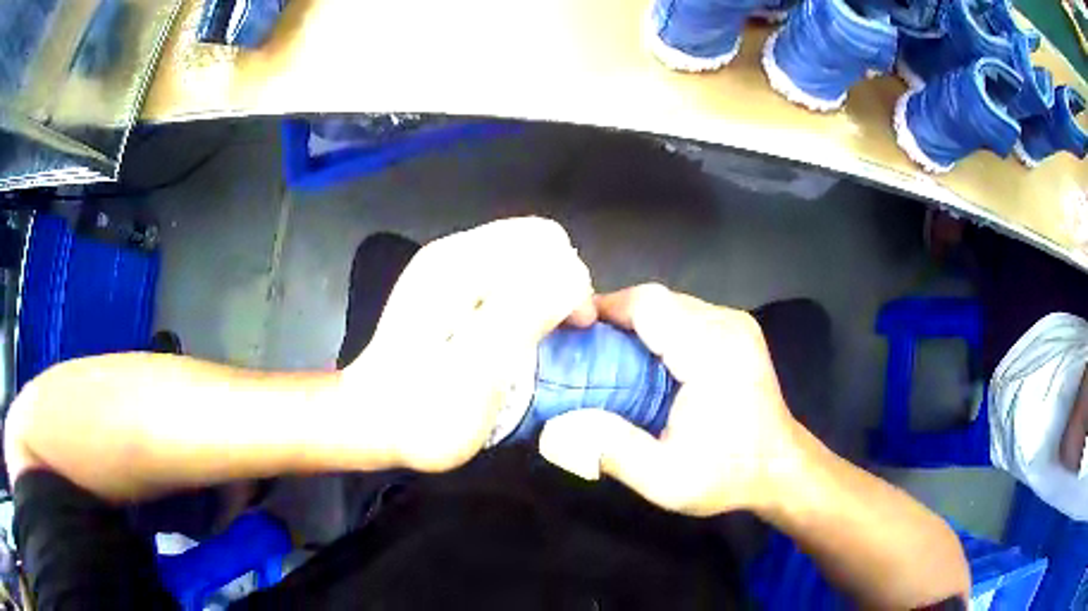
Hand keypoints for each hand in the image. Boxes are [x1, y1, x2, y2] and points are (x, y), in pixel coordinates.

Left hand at [345, 217, 595, 472]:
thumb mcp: (480, 369)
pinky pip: (508, 281)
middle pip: (537, 245)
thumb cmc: (424, 411)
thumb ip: (526, 313)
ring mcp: (448, 271)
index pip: (545, 240)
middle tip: (559, 335)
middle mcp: (453, 255)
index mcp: (458, 263)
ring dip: (546, 295)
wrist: (374, 425)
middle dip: (562, 284)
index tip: (573, 329)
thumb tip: (574, 277)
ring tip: (542, 339)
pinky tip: (517, 338)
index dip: (571, 280)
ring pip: (525, 262)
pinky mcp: (449, 293)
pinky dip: (526, 303)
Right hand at [539, 283, 802, 515]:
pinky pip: (685, 314)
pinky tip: (644, 361)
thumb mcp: (666, 479)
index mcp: (712, 353)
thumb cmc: (727, 475)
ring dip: (635, 324)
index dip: (603, 310)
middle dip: (614, 319)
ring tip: (609, 358)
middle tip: (585, 353)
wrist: (780, 468)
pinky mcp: (736, 329)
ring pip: (669, 303)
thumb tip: (556, 428)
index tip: (570, 335)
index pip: (648, 305)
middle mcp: (726, 324)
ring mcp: (735, 323)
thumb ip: (613, 451)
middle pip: (656, 299)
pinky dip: (656, 330)